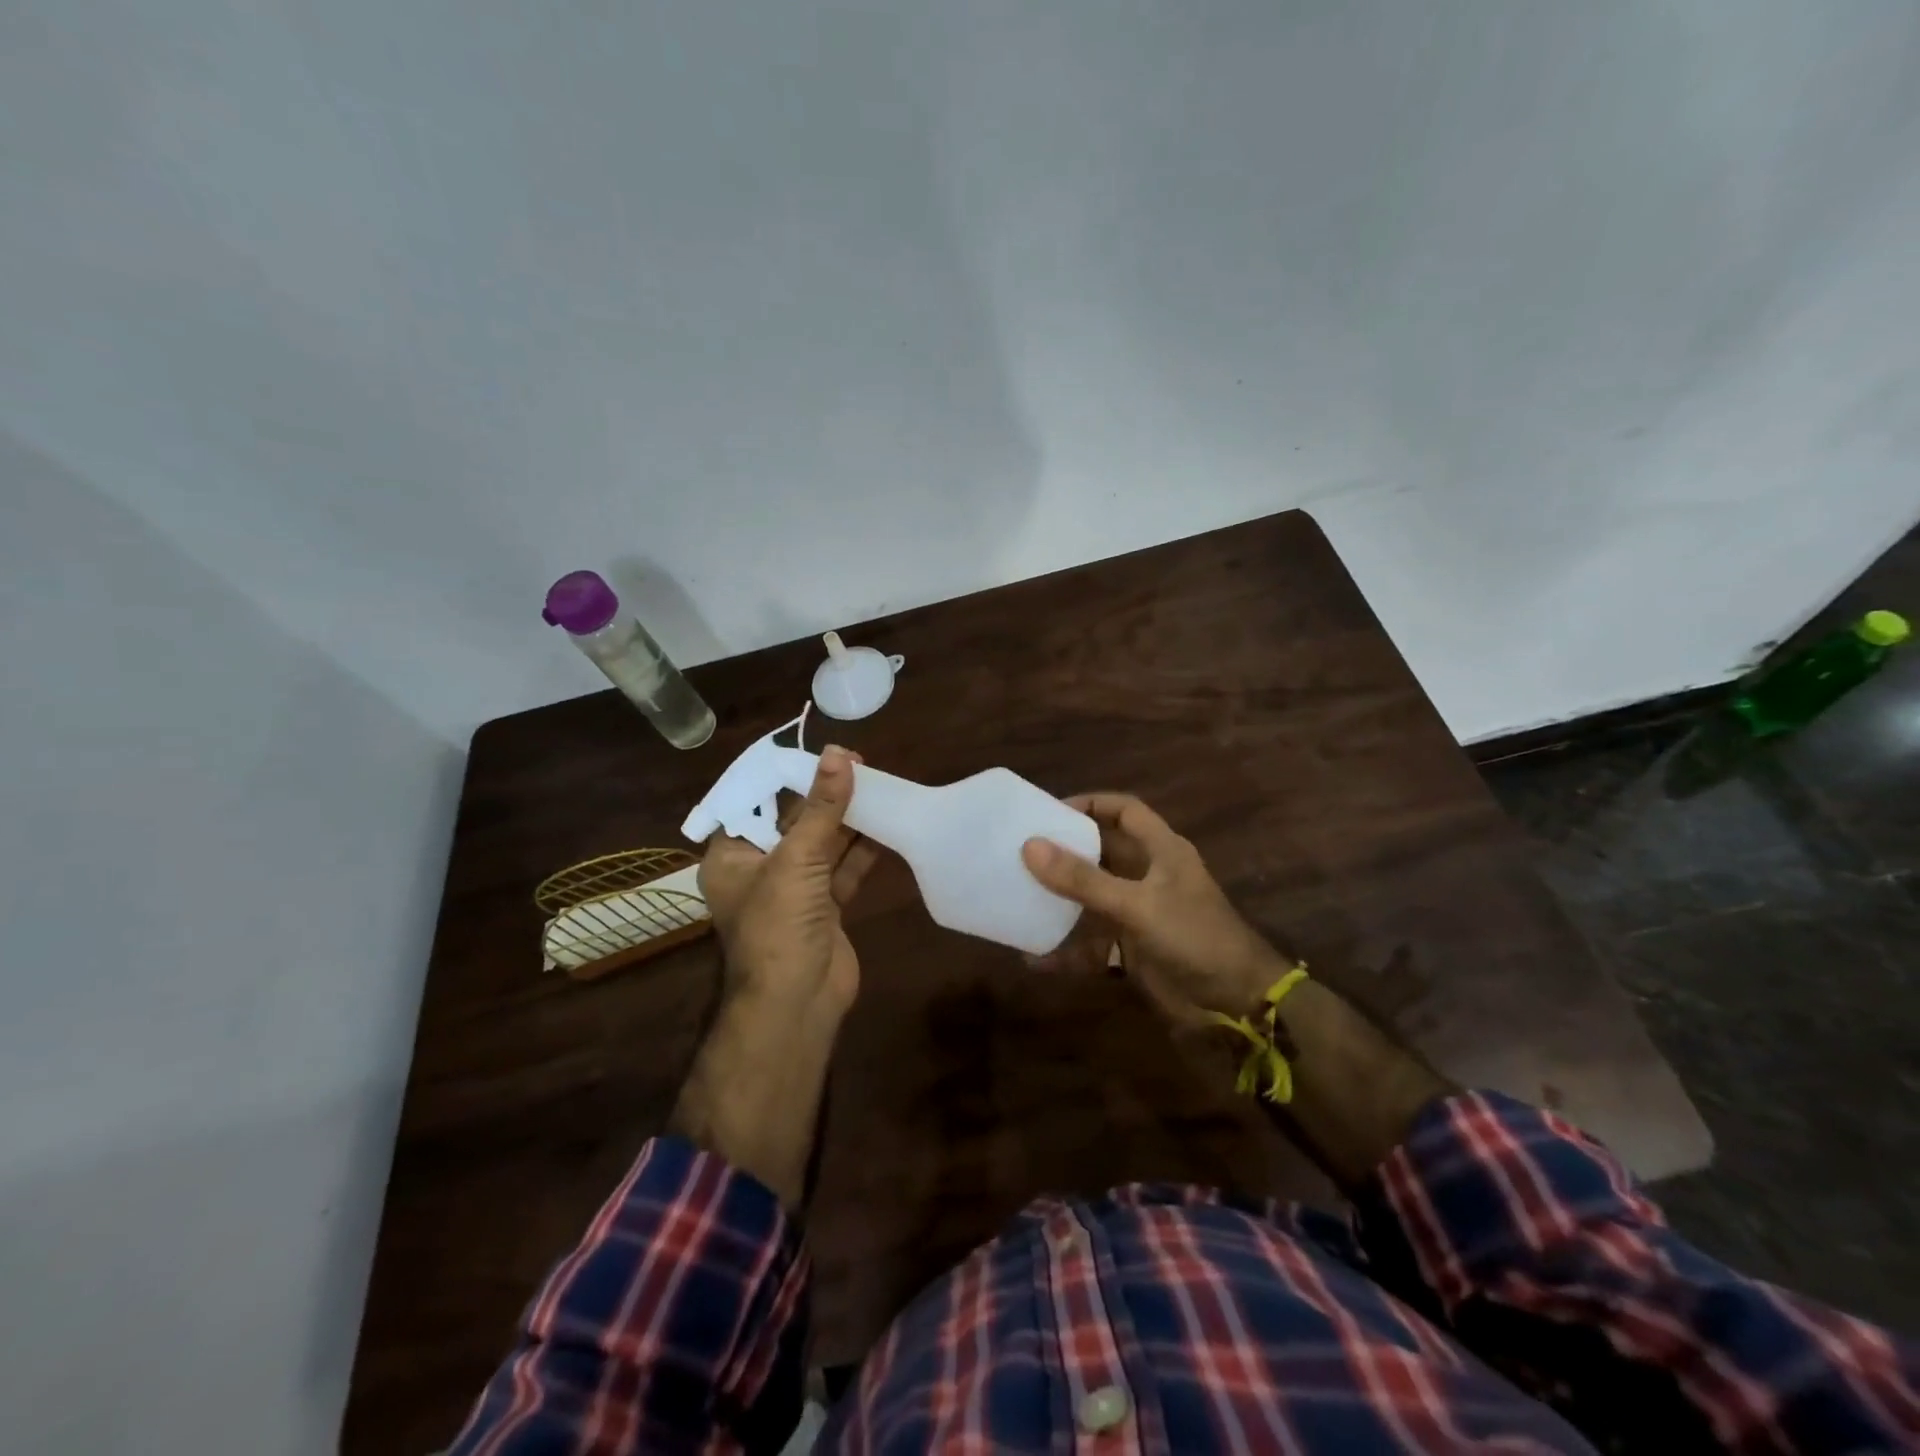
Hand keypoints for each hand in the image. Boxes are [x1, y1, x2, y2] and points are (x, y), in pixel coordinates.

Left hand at [698, 745, 879, 1018]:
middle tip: (858, 763)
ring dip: (847, 819)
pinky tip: (887, 824)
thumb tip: (840, 754)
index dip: (785, 776)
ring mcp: (794, 890)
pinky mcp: (825, 907)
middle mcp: (759, 869)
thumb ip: (822, 807)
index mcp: (731, 856)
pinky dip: (863, 849)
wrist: (798, 1003)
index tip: (818, 752)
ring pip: (822, 844)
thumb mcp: (797, 859)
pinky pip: (843, 868)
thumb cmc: (779, 925)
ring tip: (878, 784)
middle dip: (824, 795)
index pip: (754, 803)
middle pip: (793, 821)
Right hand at [1021, 792, 1287, 1025]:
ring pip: (1094, 897)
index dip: (1091, 804)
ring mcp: (1141, 912)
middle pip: (1103, 852)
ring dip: (1062, 899)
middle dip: (1066, 851)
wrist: (1236, 1002)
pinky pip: (1093, 943)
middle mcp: (1150, 875)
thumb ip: (1084, 879)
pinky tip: (1035, 958)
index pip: (1124, 811)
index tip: (1049, 811)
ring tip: (1019, 893)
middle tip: (1022, 850)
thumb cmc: (1194, 936)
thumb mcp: (1137, 904)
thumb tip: (1030, 846)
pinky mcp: (1134, 948)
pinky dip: (1067, 951)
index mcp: (1161, 850)